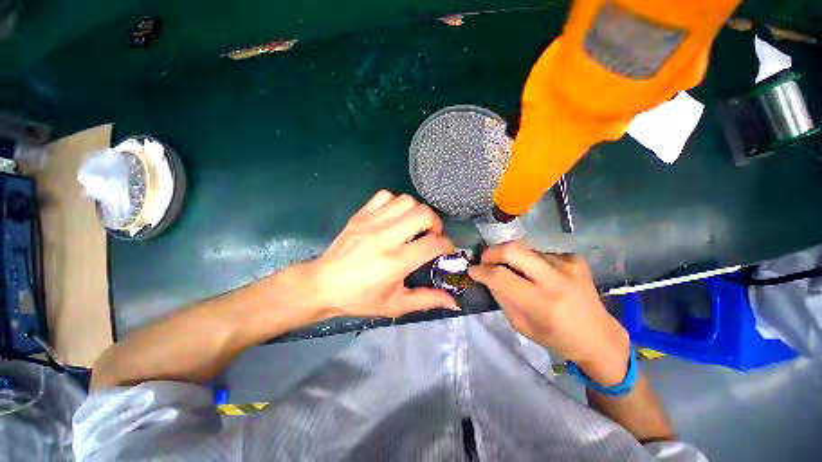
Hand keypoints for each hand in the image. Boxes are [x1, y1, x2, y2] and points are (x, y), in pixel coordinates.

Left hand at [293, 190, 458, 319]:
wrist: (322, 285)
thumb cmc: (360, 298)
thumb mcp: (395, 305)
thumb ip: (427, 300)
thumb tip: (455, 303)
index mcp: (395, 262)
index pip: (433, 244)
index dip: (447, 245)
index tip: (445, 251)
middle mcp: (385, 237)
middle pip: (423, 214)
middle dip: (435, 223)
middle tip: (431, 235)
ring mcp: (371, 222)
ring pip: (406, 200)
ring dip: (416, 211)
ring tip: (413, 225)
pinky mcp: (360, 215)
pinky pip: (384, 196)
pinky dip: (395, 202)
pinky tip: (394, 217)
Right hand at [469, 241, 629, 385]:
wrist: (599, 336)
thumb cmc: (556, 338)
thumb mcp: (521, 325)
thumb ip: (501, 297)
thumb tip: (486, 276)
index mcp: (542, 303)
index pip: (500, 276)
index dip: (481, 271)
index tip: (472, 270)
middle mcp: (556, 279)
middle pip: (513, 249)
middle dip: (492, 252)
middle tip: (485, 260)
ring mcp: (567, 264)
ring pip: (525, 250)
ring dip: (512, 259)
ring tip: (515, 272)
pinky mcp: (574, 258)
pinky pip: (540, 253)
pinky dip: (530, 261)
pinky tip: (537, 274)